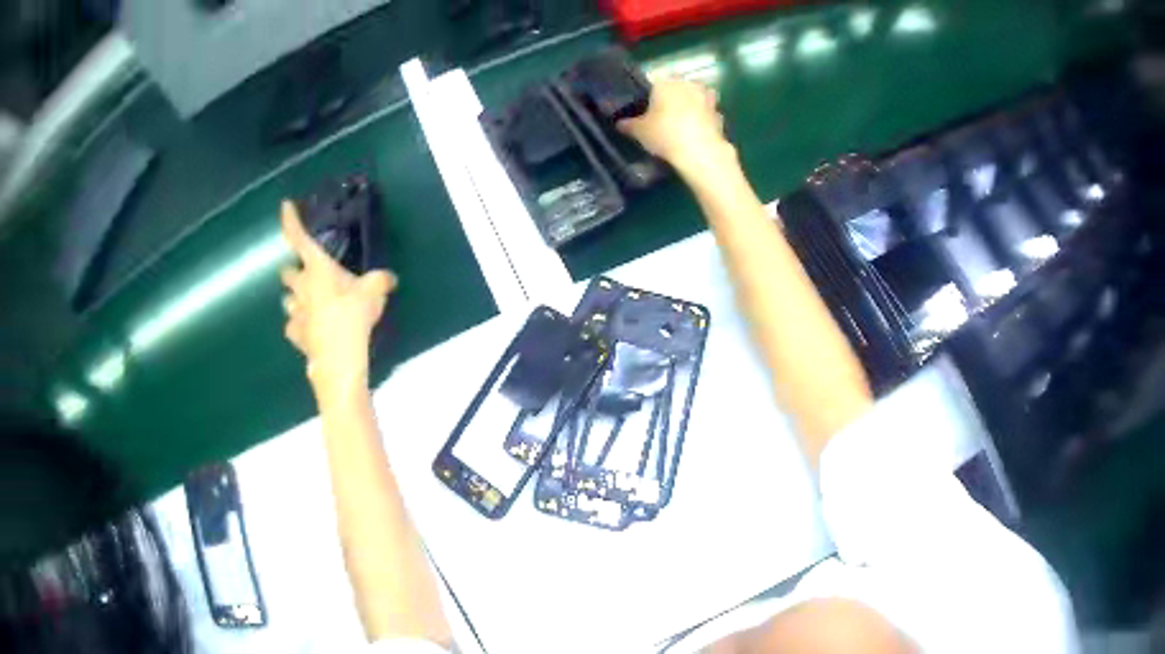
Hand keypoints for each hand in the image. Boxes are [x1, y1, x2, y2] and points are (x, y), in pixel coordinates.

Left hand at [279, 200, 395, 397]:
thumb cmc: (352, 316)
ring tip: (310, 304)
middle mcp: (300, 286)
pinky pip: (293, 325)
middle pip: (287, 272)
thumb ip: (379, 281)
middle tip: (308, 274)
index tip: (285, 206)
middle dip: (294, 271)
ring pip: (287, 299)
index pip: (298, 237)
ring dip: (296, 298)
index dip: (290, 220)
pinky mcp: (294, 334)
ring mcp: (294, 312)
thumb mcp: (375, 292)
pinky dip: (299, 325)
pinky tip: (311, 330)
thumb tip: (388, 278)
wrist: (338, 359)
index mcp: (317, 268)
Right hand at [617, 78, 732, 178]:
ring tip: (684, 122)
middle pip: (679, 87)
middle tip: (665, 115)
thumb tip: (620, 123)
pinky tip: (698, 133)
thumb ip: (629, 125)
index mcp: (667, 82)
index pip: (656, 82)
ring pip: (697, 98)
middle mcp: (689, 85)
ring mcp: (708, 99)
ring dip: (693, 105)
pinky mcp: (720, 115)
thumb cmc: (665, 133)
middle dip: (675, 98)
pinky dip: (705, 121)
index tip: (648, 108)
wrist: (700, 152)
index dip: (652, 95)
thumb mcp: (639, 131)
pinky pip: (709, 115)